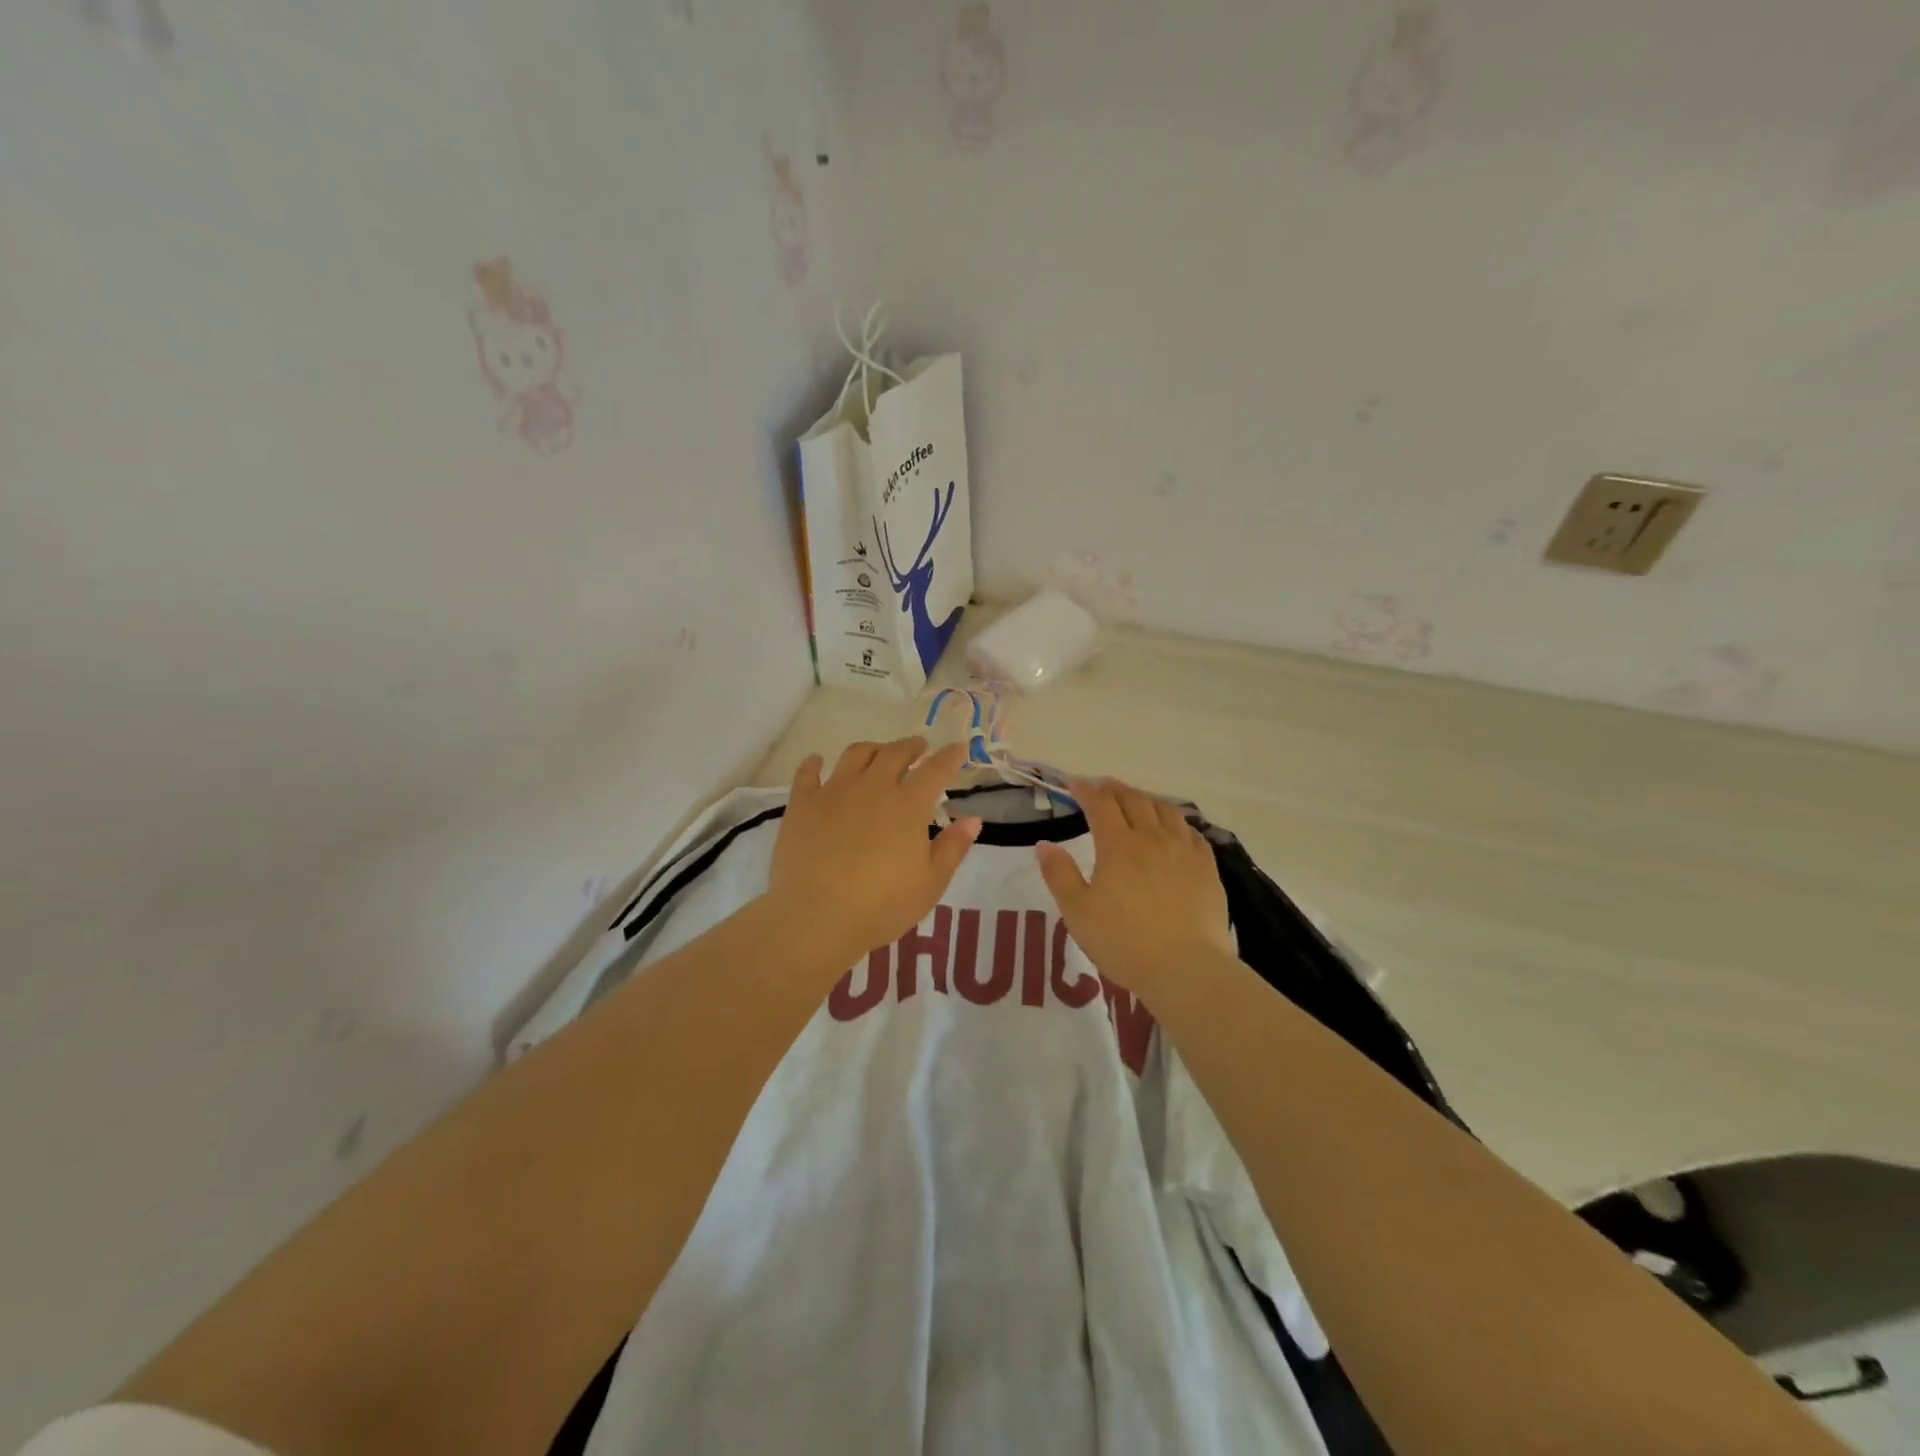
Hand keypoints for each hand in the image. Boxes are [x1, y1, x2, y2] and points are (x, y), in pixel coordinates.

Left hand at [766, 737, 980, 972]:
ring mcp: (834, 792)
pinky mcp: (802, 804)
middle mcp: (873, 787)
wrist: (817, 916)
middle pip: (894, 753)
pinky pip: (808, 773)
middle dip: (910, 747)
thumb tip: (973, 819)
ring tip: (878, 752)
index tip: (958, 748)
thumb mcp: (930, 883)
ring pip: (855, 755)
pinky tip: (817, 761)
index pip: (935, 770)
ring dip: (872, 749)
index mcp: (908, 805)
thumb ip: (953, 848)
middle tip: (918, 748)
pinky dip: (814, 763)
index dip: (949, 756)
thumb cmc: (882, 905)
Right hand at [1035, 778, 1233, 998]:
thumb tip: (1044, 845)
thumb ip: (1059, 875)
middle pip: (1134, 800)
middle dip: (1115, 789)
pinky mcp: (1207, 868)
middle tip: (1103, 787)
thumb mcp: (1078, 912)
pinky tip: (1175, 830)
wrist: (1185, 967)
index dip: (1086, 791)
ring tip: (1138, 801)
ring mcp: (1184, 851)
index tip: (1075, 785)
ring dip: (1147, 799)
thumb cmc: (1123, 941)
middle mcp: (1152, 838)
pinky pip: (1192, 832)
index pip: (1100, 805)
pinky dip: (1177, 822)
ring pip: (1166, 810)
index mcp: (1118, 845)